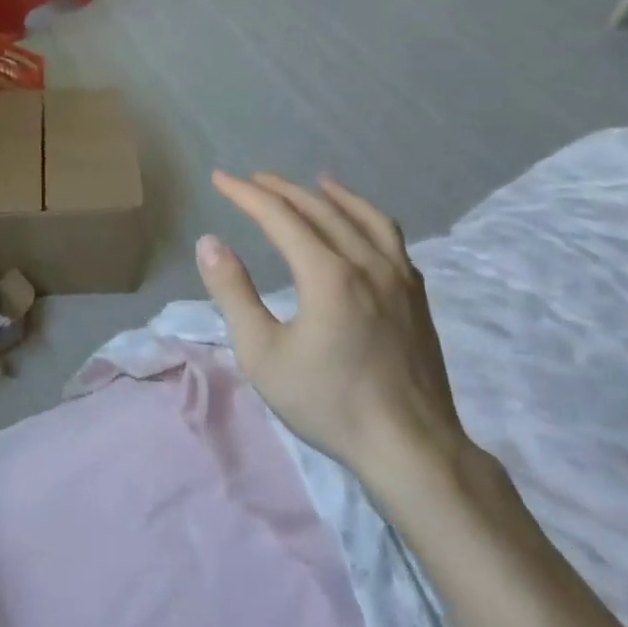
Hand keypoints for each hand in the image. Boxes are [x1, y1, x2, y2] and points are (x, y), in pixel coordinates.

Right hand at [196, 170, 469, 492]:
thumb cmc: (328, 402)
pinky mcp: (417, 296)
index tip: (220, 178)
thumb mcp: (262, 353)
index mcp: (327, 273)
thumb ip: (233, 293)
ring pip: (364, 217)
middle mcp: (366, 262)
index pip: (280, 216)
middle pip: (320, 208)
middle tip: (253, 178)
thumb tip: (210, 242)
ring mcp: (399, 277)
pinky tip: (361, 227)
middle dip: (282, 189)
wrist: (410, 448)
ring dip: (333, 195)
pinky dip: (367, 218)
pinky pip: (391, 239)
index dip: (246, 194)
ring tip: (316, 181)